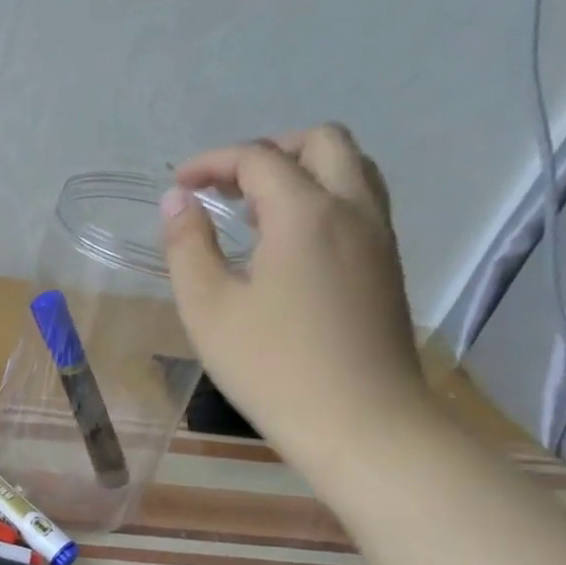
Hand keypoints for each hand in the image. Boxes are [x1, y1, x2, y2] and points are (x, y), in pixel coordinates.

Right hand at [161, 125, 429, 476]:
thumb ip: (187, 245)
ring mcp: (379, 236)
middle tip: (224, 186)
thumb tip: (178, 201)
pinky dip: (321, 197)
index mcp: (305, 213)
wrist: (360, 422)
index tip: (177, 186)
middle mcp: (352, 209)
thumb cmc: (271, 365)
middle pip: (323, 142)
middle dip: (268, 150)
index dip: (212, 162)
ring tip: (252, 210)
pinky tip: (285, 242)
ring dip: (300, 170)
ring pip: (351, 168)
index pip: (258, 158)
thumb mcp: (207, 307)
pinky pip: (359, 202)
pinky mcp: (387, 265)